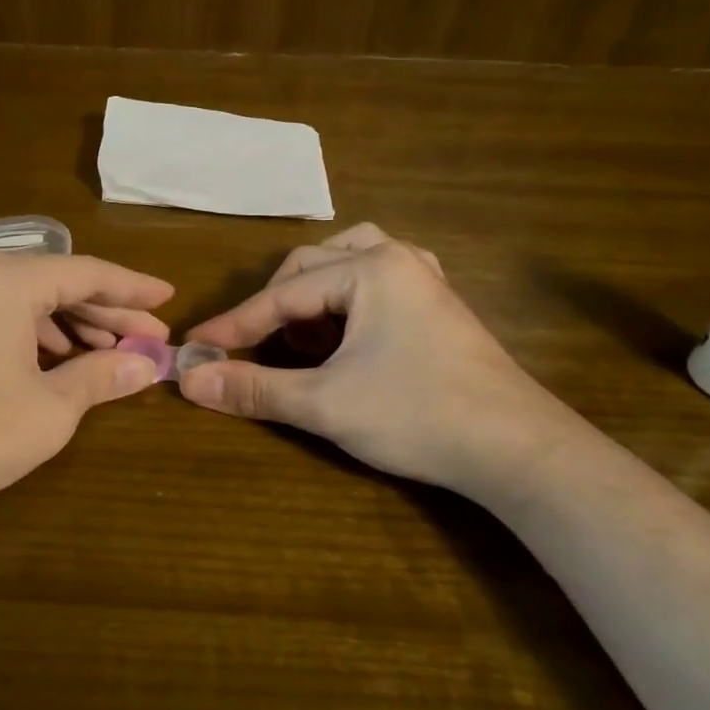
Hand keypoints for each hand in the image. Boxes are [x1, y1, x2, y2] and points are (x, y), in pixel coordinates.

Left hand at [0, 251, 172, 536]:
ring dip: (74, 326)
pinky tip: (61, 360)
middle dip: (108, 314)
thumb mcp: (52, 407)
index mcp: (7, 278)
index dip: (133, 290)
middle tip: (151, 340)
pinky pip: (1, 315)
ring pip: (29, 301)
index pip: (88, 273)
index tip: (168, 298)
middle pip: (58, 285)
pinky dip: (37, 335)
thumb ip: (104, 376)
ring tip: (113, 355)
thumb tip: (148, 366)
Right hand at [180, 223, 569, 491]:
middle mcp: (397, 259)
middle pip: (311, 266)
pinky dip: (347, 299)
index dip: (235, 325)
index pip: (282, 294)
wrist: (519, 451)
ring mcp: (424, 280)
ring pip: (347, 263)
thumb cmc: (418, 415)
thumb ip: (254, 388)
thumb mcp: (324, 403)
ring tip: (302, 333)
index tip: (195, 347)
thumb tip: (190, 379)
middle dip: (275, 306)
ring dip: (312, 295)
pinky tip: (347, 330)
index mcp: (369, 269)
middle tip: (255, 347)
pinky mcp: (439, 306)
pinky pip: (378, 280)